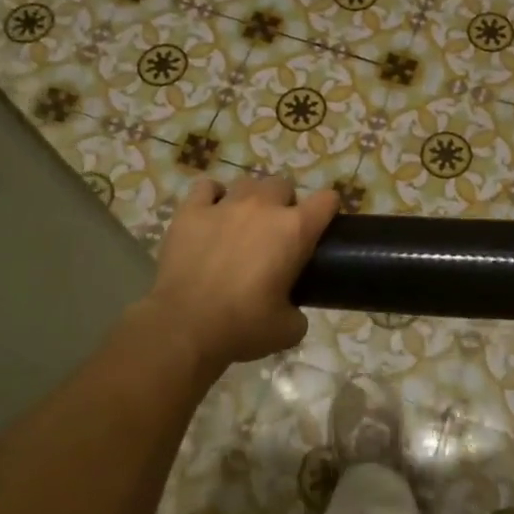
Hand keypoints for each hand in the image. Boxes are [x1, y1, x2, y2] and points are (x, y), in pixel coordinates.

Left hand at [143, 176, 338, 375]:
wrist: (185, 327)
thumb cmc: (243, 326)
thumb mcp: (288, 330)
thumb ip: (298, 312)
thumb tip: (292, 311)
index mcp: (295, 230)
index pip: (326, 200)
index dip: (327, 210)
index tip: (322, 225)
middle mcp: (263, 207)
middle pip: (283, 185)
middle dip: (284, 203)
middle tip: (276, 231)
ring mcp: (225, 205)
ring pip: (247, 183)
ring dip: (251, 199)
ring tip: (242, 222)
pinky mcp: (191, 212)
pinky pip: (206, 187)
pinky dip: (212, 196)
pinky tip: (211, 213)